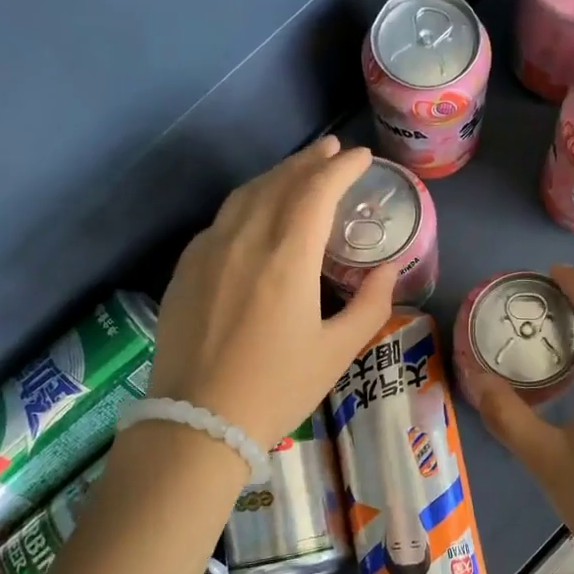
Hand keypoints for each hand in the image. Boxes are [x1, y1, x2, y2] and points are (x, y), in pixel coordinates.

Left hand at [146, 137, 397, 447]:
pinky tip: (257, 211)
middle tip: (332, 151)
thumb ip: (371, 305)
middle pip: (279, 182)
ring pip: (245, 195)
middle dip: (309, 162)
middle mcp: (244, 240)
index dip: (341, 168)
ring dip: (277, 175)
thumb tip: (388, 270)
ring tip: (299, 171)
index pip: (316, 191)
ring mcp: (208, 251)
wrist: (196, 422)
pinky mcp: (185, 269)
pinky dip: (247, 202)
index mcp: (286, 257)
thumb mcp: (337, 352)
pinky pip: (222, 218)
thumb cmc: (277, 389)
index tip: (360, 158)